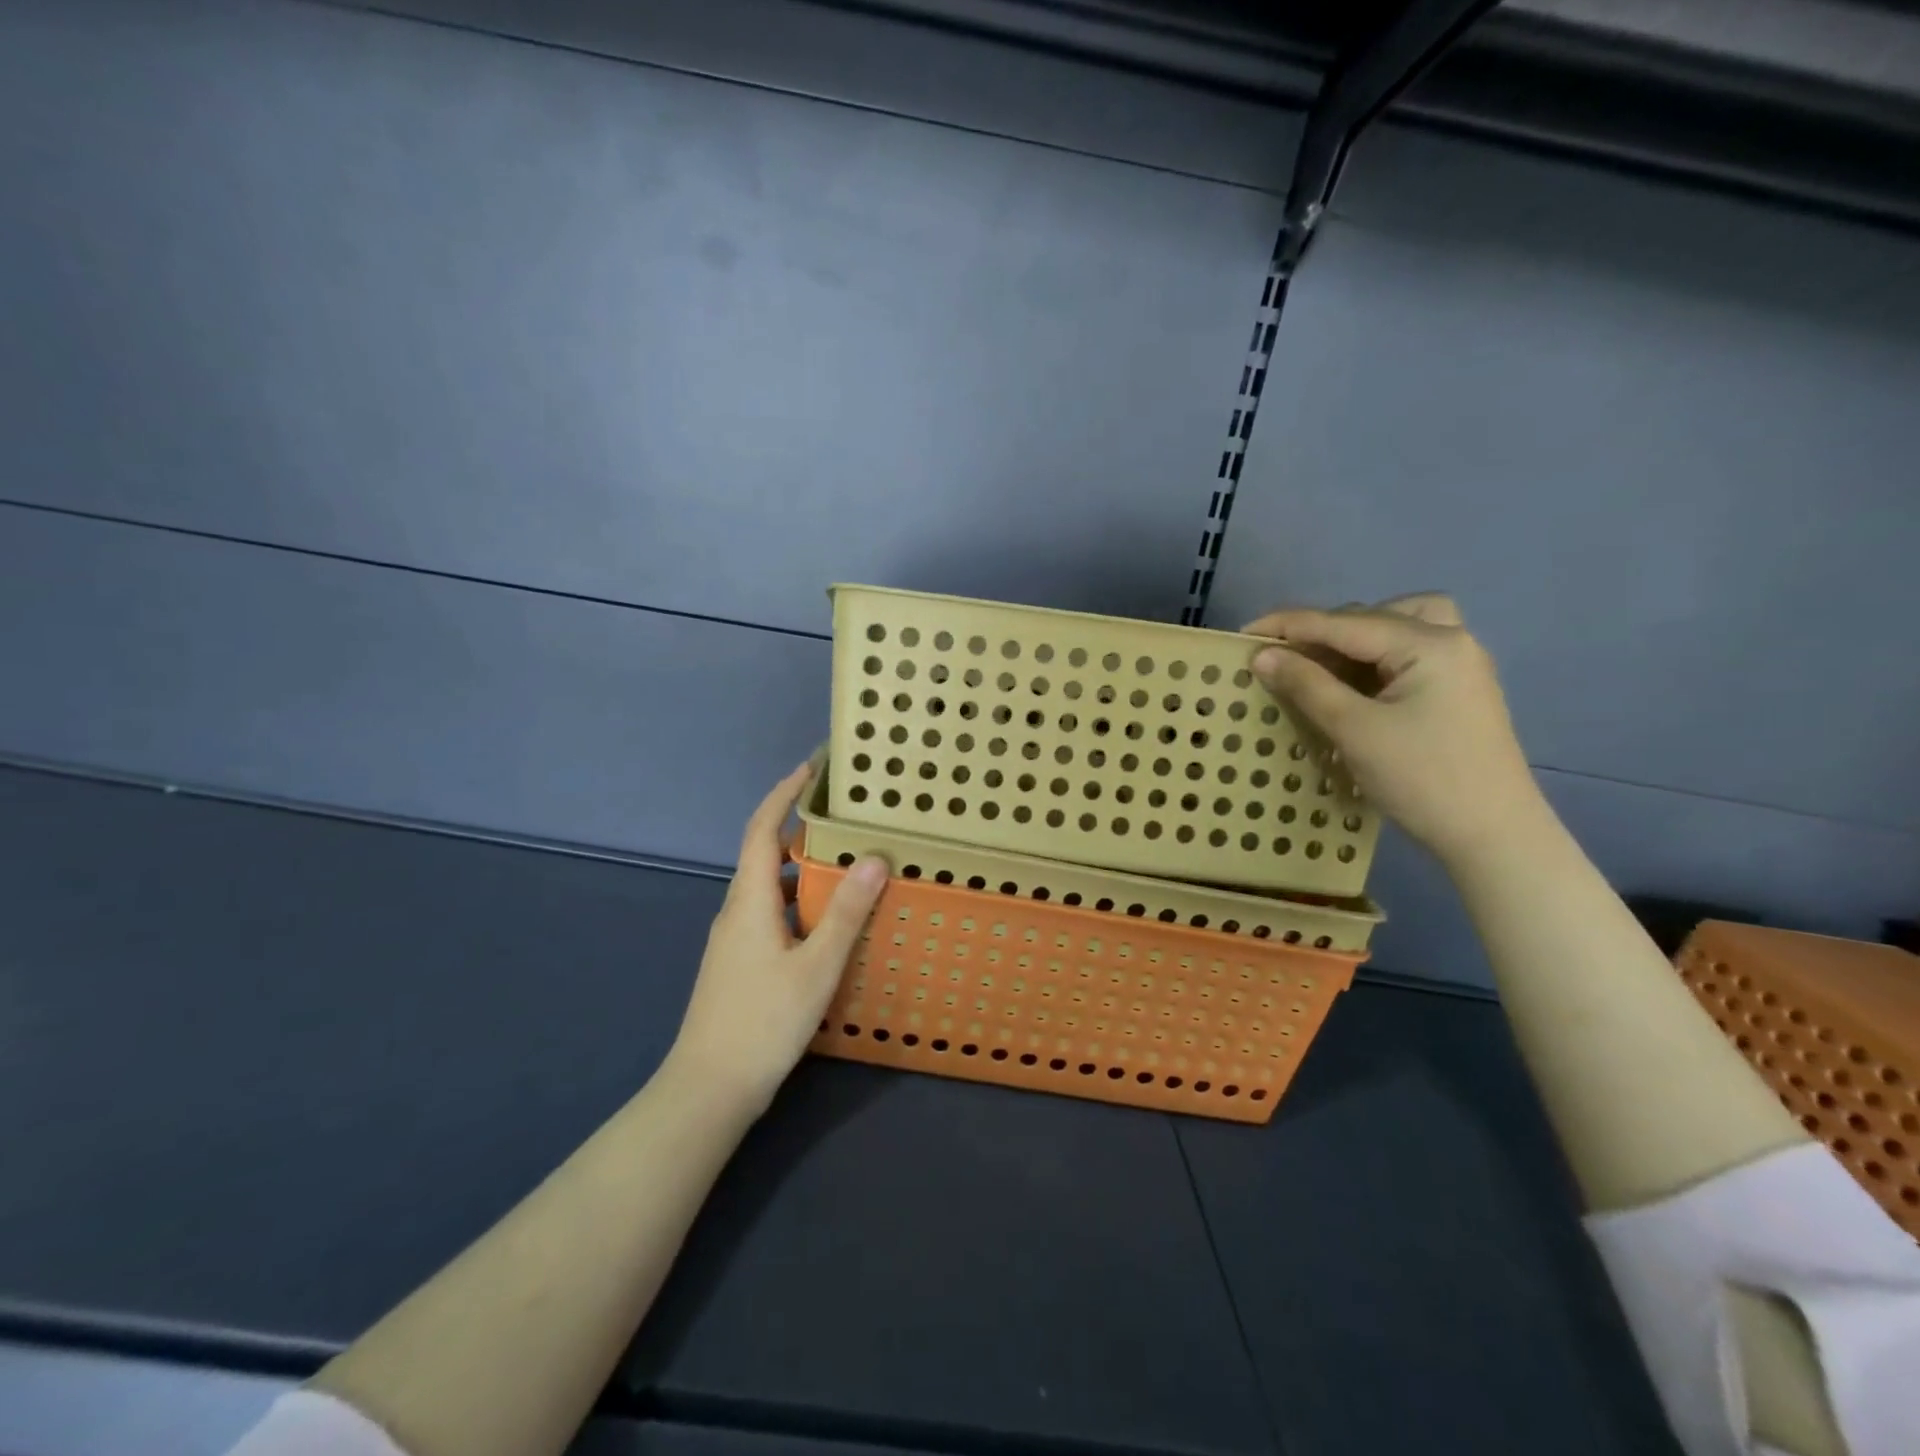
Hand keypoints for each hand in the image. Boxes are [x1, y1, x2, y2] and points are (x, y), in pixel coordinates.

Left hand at [666, 765, 887, 1112]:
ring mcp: (735, 941)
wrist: (708, 1089)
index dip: (784, 795)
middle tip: (843, 819)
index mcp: (749, 901)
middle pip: (765, 855)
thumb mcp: (816, 966)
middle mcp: (737, 912)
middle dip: (799, 830)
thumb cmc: (763, 1022)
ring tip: (845, 866)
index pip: (762, 829)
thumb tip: (873, 857)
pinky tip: (827, 924)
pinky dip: (798, 904)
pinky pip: (771, 916)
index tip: (810, 769)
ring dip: (802, 871)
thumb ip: (845, 912)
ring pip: (770, 889)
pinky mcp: (740, 965)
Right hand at [1242, 595, 1546, 866]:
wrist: (1493, 835)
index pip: (1345, 622)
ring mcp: (1459, 666)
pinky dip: (1373, 659)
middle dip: (1321, 632)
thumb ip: (1306, 685)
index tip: (1244, 633)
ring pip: (1397, 628)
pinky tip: (1351, 685)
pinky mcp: (1457, 691)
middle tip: (1280, 658)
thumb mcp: (1354, 730)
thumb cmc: (1422, 779)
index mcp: (1429, 643)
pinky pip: (1406, 655)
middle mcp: (1451, 641)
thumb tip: (1262, 655)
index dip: (1290, 625)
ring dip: (1353, 639)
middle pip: (1373, 616)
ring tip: (1319, 665)